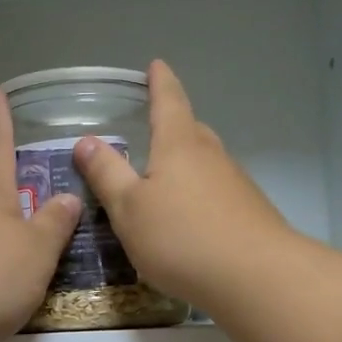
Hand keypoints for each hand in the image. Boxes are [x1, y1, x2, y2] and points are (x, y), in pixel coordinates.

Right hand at [72, 61, 292, 307]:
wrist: (255, 277)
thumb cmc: (181, 237)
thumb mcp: (129, 209)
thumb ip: (107, 175)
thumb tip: (86, 141)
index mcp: (179, 145)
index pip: (168, 101)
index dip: (160, 83)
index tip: (156, 65)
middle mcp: (212, 156)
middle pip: (191, 132)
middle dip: (173, 127)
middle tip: (155, 128)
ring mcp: (236, 184)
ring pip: (207, 164)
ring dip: (187, 166)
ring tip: (167, 181)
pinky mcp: (250, 213)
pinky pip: (218, 193)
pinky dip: (201, 197)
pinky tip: (192, 221)